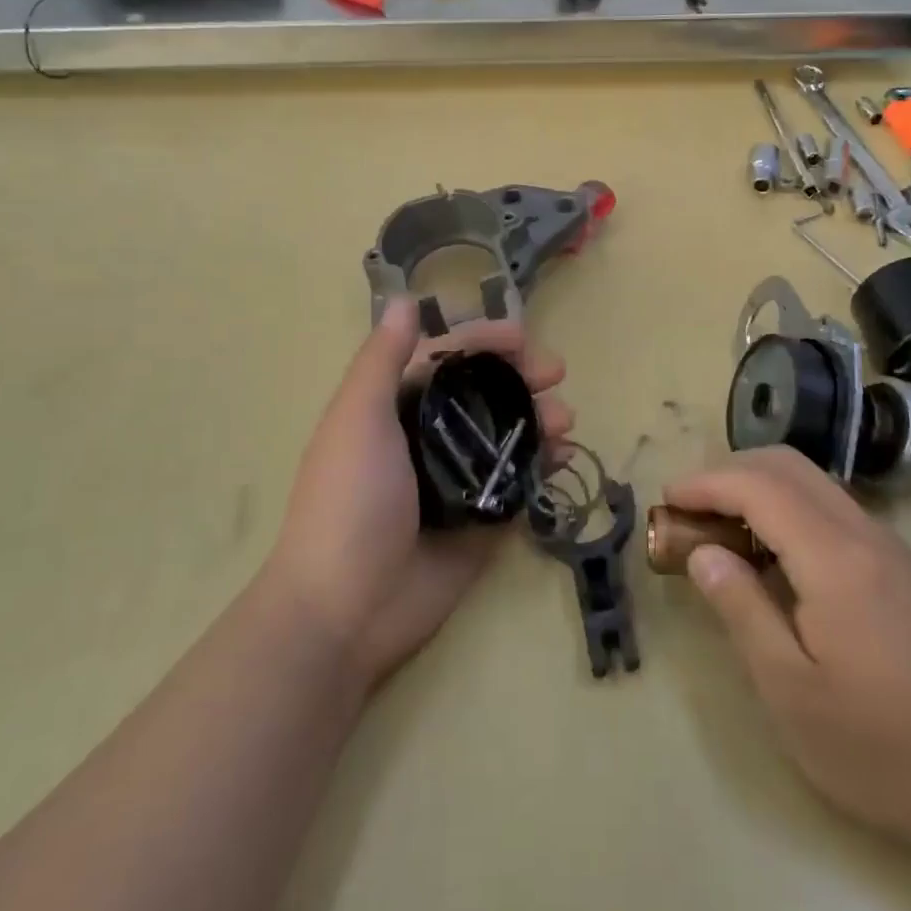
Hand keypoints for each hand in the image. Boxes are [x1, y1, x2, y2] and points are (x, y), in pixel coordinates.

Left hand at [264, 298, 571, 690]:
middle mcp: (427, 436)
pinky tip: (563, 456)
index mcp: (393, 407)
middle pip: (483, 391)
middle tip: (556, 375)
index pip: (444, 357)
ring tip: (564, 420)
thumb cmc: (349, 501)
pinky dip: (543, 464)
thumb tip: (403, 300)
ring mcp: (456, 479)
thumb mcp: (358, 420)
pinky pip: (518, 481)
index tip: (522, 337)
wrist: (346, 610)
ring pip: (507, 433)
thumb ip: (382, 360)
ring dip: (538, 418)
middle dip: (521, 377)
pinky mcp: (481, 519)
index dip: (482, 340)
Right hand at [666, 447, 910, 845]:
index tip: (666, 500)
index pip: (757, 485)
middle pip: (786, 464)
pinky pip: (828, 506)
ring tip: (720, 528)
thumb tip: (702, 552)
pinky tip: (770, 553)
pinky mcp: (897, 565)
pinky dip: (785, 505)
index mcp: (833, 557)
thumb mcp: (791, 692)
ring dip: (757, 485)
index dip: (705, 483)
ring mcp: (886, 545)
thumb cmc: (882, 746)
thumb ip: (741, 609)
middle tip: (689, 510)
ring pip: (810, 480)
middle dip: (728, 472)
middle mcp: (862, 532)